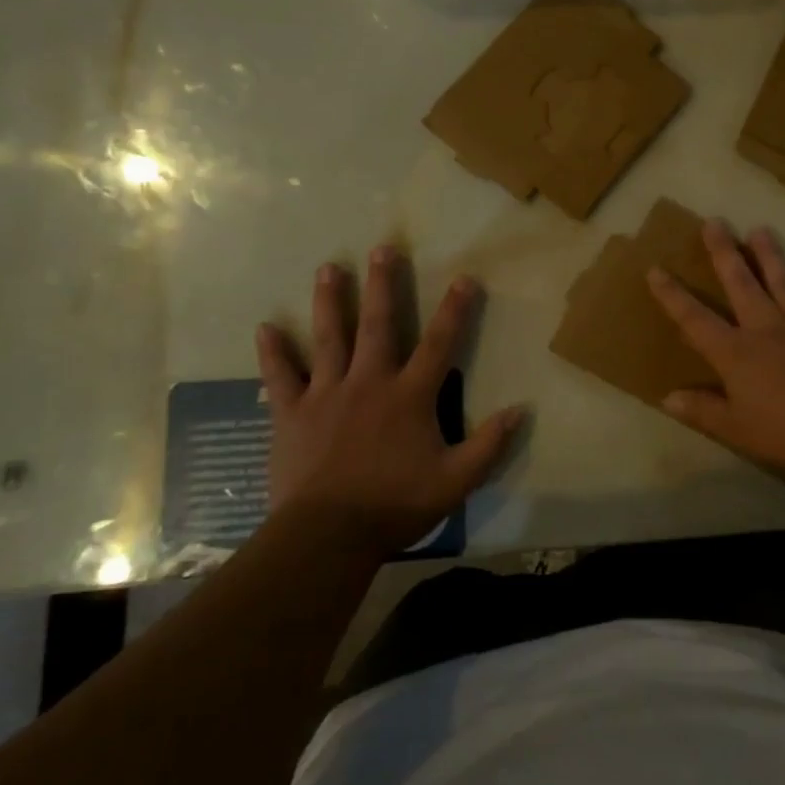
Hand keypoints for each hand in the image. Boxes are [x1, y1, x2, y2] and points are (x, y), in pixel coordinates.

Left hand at [254, 247, 524, 556]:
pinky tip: (264, 328)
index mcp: (409, 396)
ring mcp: (326, 394)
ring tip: (329, 268)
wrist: (328, 535)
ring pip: (329, 338)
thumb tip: (519, 411)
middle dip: (383, 285)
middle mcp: (369, 383)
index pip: (439, 343)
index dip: (454, 310)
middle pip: (378, 325)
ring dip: (330, 302)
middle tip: (382, 249)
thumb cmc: (395, 505)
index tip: (464, 278)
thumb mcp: (456, 481)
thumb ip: (488, 444)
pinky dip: (273, 352)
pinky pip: (281, 376)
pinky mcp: (292, 414)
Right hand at [646, 222, 784, 475]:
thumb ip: (702, 411)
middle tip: (714, 222)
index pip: (695, 319)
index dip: (672, 296)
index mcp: (735, 352)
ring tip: (759, 230)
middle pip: (740, 282)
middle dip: (724, 252)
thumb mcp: (736, 429)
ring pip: (782, 280)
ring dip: (769, 254)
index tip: (656, 269)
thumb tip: (666, 398)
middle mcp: (765, 327)